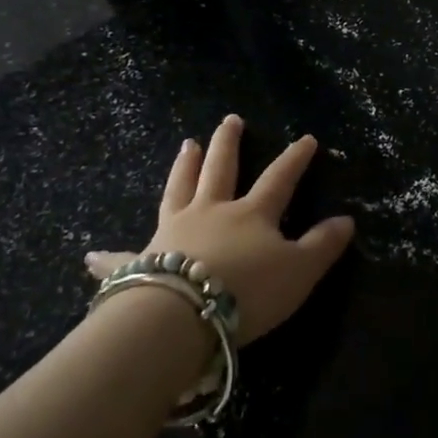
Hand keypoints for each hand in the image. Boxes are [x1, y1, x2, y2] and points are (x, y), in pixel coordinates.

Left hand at [85, 115, 354, 343]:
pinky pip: (123, 257)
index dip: (295, 159)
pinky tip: (90, 255)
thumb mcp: (298, 272)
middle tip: (229, 120)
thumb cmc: (247, 292)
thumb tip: (346, 220)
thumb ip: (322, 246)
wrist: (181, 316)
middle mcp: (211, 212)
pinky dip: (108, 257)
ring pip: (178, 190)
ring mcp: (172, 232)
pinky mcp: (140, 261)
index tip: (306, 138)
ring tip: (185, 145)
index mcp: (251, 214)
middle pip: (221, 170)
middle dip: (228, 144)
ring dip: (182, 167)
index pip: (279, 178)